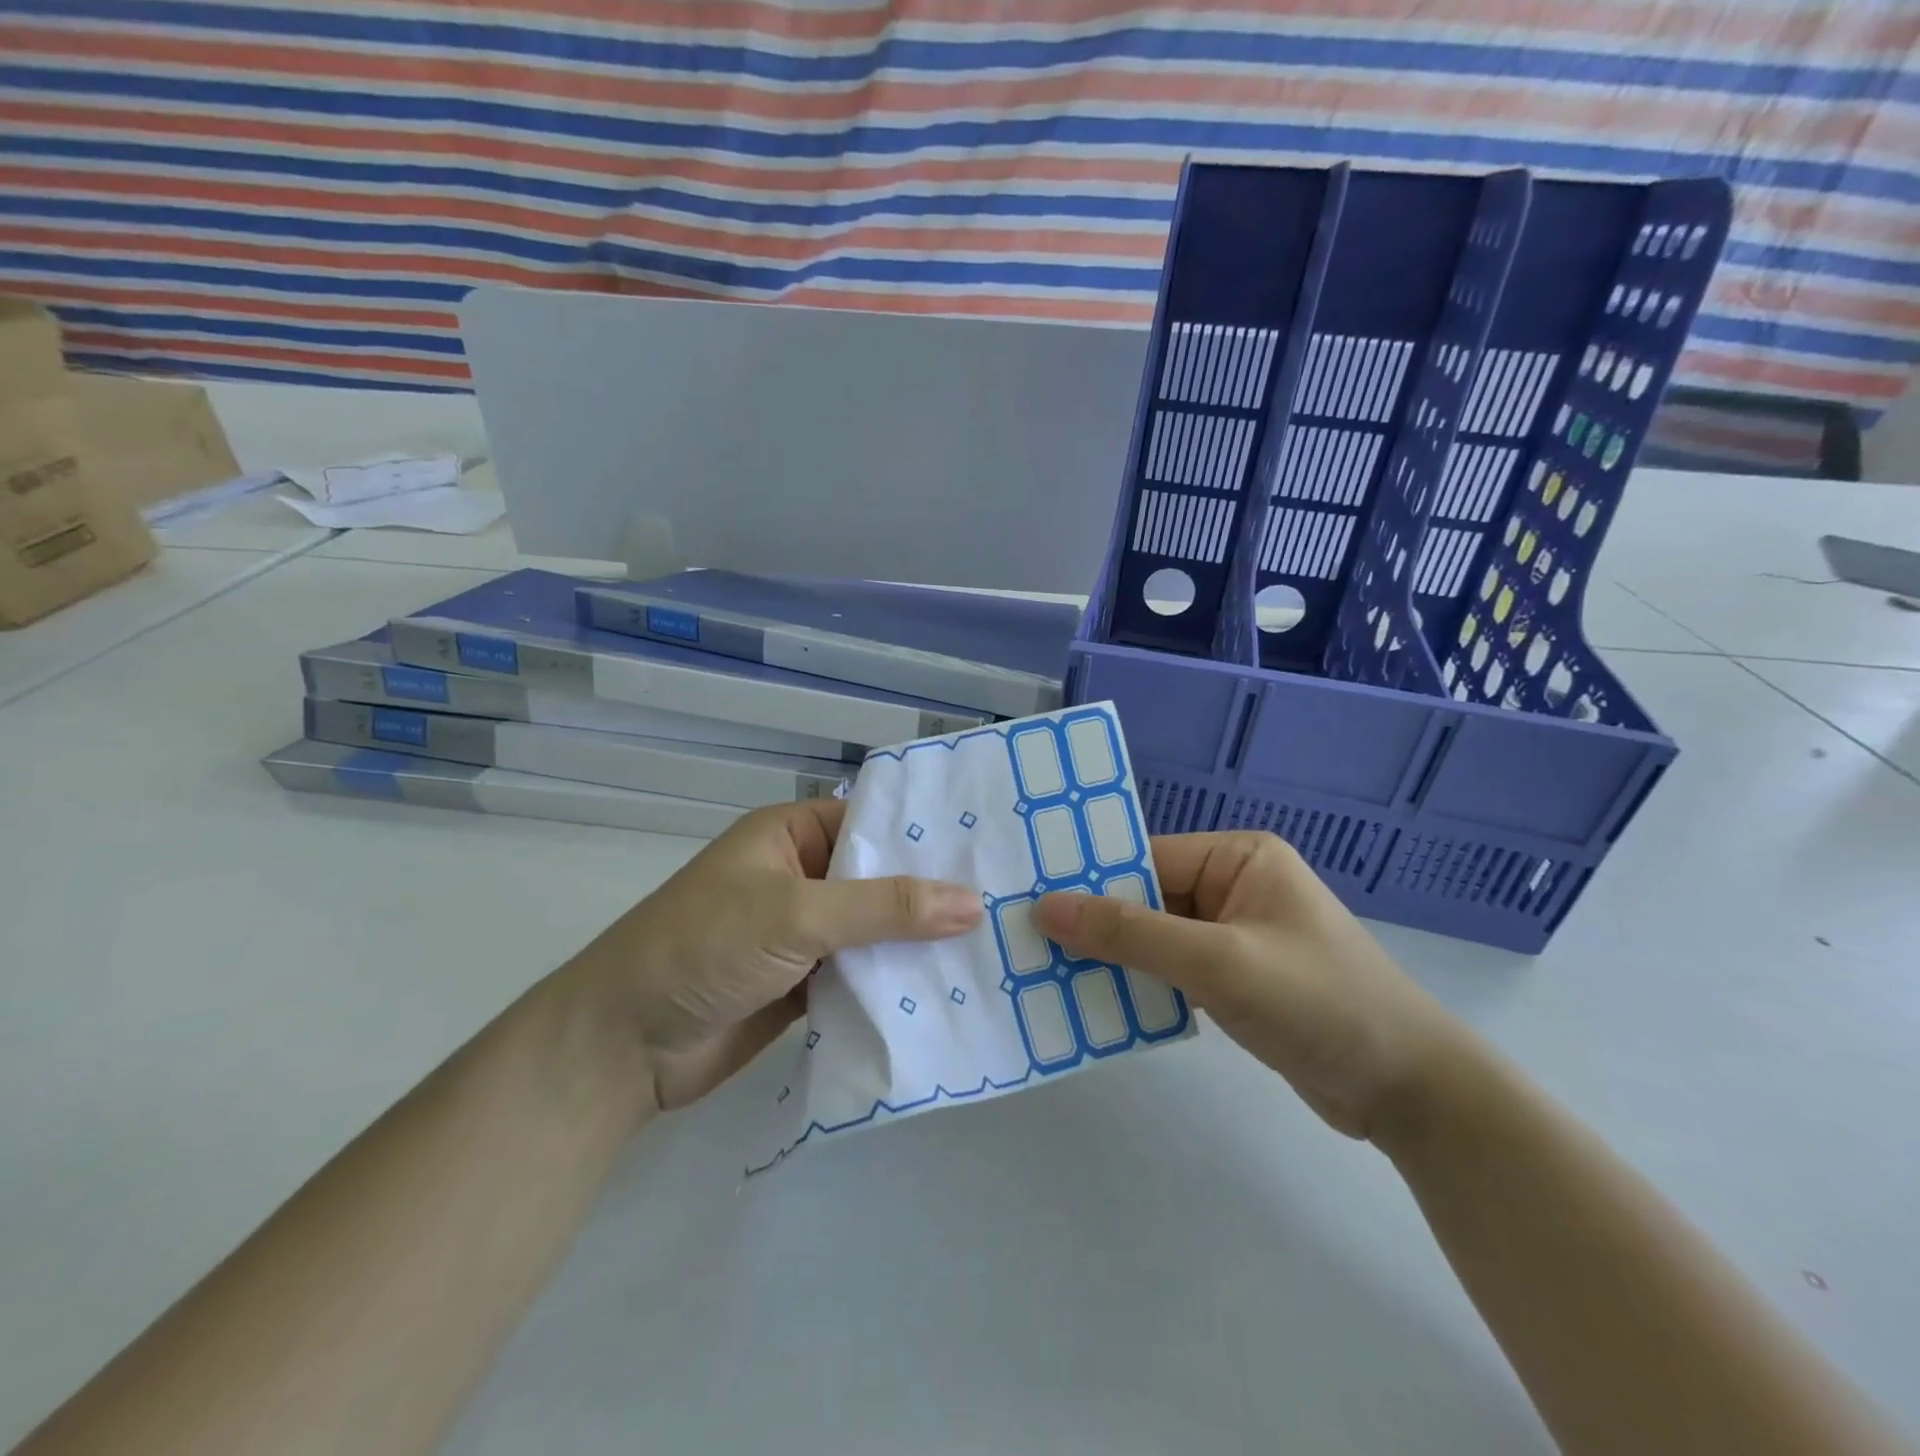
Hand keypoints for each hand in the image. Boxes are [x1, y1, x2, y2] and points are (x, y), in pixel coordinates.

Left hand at [567, 800, 981, 1113]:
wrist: (622, 1046)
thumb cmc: (703, 948)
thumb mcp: (796, 914)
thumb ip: (884, 908)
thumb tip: (973, 902)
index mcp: (794, 835)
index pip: (875, 822)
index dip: (929, 835)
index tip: (993, 848)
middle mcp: (803, 876)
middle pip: (881, 880)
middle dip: (934, 894)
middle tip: (1013, 901)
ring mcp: (805, 933)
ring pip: (877, 931)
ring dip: (920, 943)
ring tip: (997, 947)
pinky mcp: (807, 984)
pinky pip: (863, 974)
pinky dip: (896, 983)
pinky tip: (951, 990)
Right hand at [1033, 832, 1466, 1142]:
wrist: (1412, 1094)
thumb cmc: (1320, 1004)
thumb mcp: (1220, 962)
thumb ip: (1131, 934)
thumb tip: (1046, 908)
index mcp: (1236, 858)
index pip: (1145, 860)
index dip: (1089, 883)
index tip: (1028, 905)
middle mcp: (1231, 887)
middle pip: (1144, 899)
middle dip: (1095, 927)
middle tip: (1026, 945)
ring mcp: (1233, 936)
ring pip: (1152, 939)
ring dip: (1111, 961)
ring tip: (1045, 977)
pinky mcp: (1233, 980)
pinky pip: (1169, 972)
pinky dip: (1138, 987)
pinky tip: (1094, 1005)